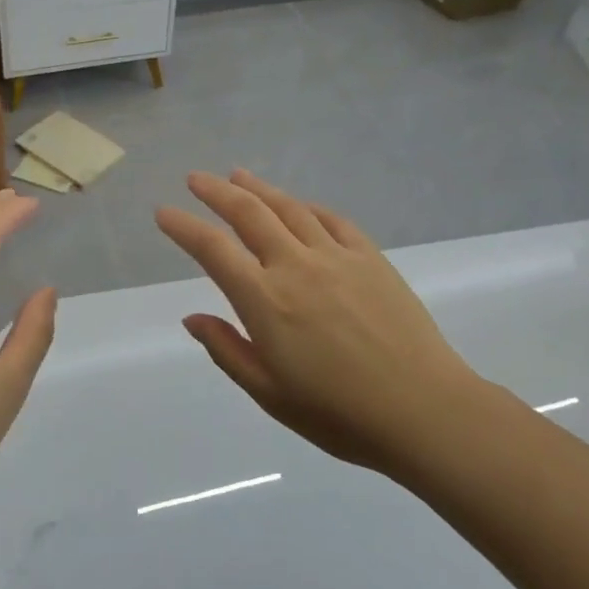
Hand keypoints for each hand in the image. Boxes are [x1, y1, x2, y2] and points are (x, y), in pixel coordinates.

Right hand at [156, 170, 510, 478]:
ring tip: (238, 175)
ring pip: (289, 209)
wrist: (424, 411)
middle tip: (195, 179)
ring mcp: (337, 257)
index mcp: (265, 300)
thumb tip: (191, 318)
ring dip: (259, 188)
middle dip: (216, 192)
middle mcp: (296, 266)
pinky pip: (333, 220)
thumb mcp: (269, 393)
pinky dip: (307, 207)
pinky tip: (299, 205)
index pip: (213, 250)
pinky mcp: (371, 259)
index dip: (184, 227)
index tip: (164, 212)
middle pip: (249, 214)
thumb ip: (227, 350)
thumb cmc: (338, 414)